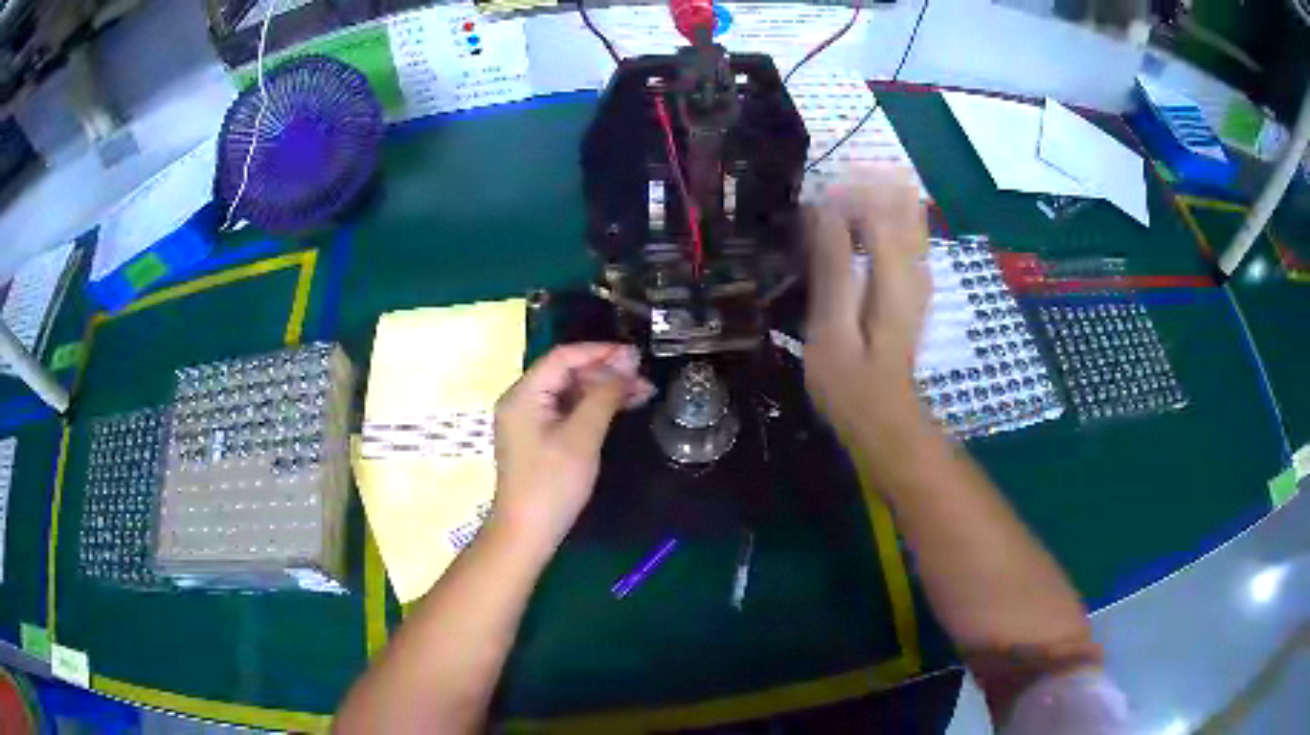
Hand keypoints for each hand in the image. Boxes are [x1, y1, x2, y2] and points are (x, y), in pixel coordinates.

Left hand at [491, 343, 653, 552]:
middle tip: (644, 378)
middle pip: (566, 373)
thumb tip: (627, 362)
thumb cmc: (552, 485)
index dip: (600, 352)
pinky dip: (593, 407)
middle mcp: (522, 400)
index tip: (636, 355)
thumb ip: (603, 395)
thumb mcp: (582, 437)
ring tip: (642, 392)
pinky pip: (567, 410)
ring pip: (569, 392)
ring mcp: (528, 420)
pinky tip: (621, 408)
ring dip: (603, 390)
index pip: (563, 357)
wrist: (527, 533)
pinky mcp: (537, 437)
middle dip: (606, 372)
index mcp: (523, 394)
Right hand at [803, 167, 931, 440]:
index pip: (879, 207)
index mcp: (895, 274)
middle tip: (829, 185)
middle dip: (867, 186)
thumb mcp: (831, 328)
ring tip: (841, 192)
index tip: (815, 192)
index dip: (847, 190)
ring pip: (908, 219)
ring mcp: (918, 278)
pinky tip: (862, 222)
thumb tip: (824, 212)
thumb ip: (832, 267)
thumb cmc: (850, 382)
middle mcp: (915, 268)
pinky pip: (906, 237)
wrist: (884, 419)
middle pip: (902, 205)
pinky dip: (885, 219)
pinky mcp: (912, 288)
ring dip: (877, 198)